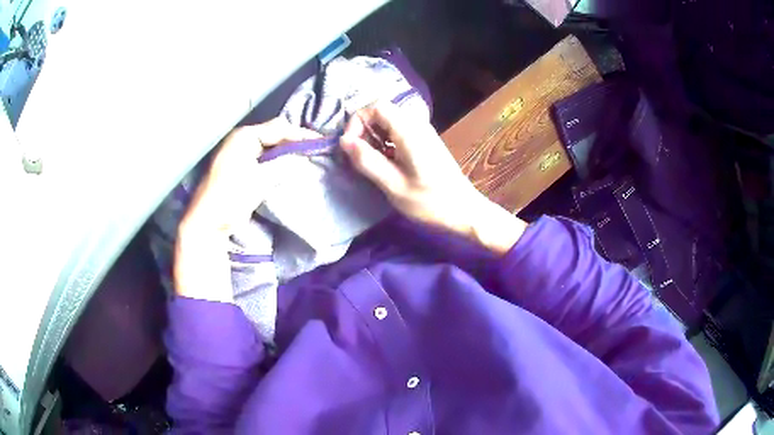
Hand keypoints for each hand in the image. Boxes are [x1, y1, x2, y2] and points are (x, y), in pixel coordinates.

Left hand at [174, 118, 319, 302]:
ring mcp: (241, 154)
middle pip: (275, 134)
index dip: (301, 135)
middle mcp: (242, 140)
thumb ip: (283, 166)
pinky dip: (280, 162)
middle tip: (317, 150)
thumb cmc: (231, 197)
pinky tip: (291, 168)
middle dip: (296, 142)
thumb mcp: (259, 179)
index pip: (278, 128)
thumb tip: (303, 159)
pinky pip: (266, 159)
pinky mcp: (243, 169)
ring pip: (272, 147)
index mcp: (244, 136)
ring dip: (289, 152)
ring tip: (309, 158)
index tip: (322, 143)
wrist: (209, 222)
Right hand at [340, 102, 526, 254]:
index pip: (376, 106)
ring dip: (373, 139)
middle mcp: (416, 124)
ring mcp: (422, 132)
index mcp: (409, 131)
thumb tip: (344, 141)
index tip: (351, 147)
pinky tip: (386, 166)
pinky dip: (385, 144)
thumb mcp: (393, 186)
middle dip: (363, 131)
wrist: (464, 211)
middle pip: (381, 112)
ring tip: (371, 165)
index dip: (357, 121)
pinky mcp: (424, 141)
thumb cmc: (430, 202)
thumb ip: (367, 161)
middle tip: (359, 159)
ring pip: (388, 123)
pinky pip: (397, 132)